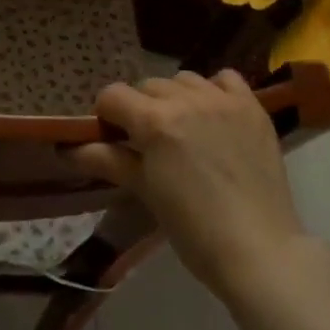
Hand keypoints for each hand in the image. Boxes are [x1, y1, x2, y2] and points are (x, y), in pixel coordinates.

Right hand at [68, 71, 305, 297]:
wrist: (259, 250)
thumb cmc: (193, 229)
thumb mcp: (146, 192)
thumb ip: (109, 161)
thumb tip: (70, 149)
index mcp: (155, 122)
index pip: (113, 96)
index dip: (106, 116)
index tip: (113, 140)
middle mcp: (187, 100)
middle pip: (147, 86)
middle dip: (140, 109)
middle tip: (148, 143)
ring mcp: (223, 101)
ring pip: (184, 79)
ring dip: (175, 98)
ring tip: (183, 130)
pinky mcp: (253, 108)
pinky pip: (225, 79)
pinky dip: (214, 90)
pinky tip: (214, 115)